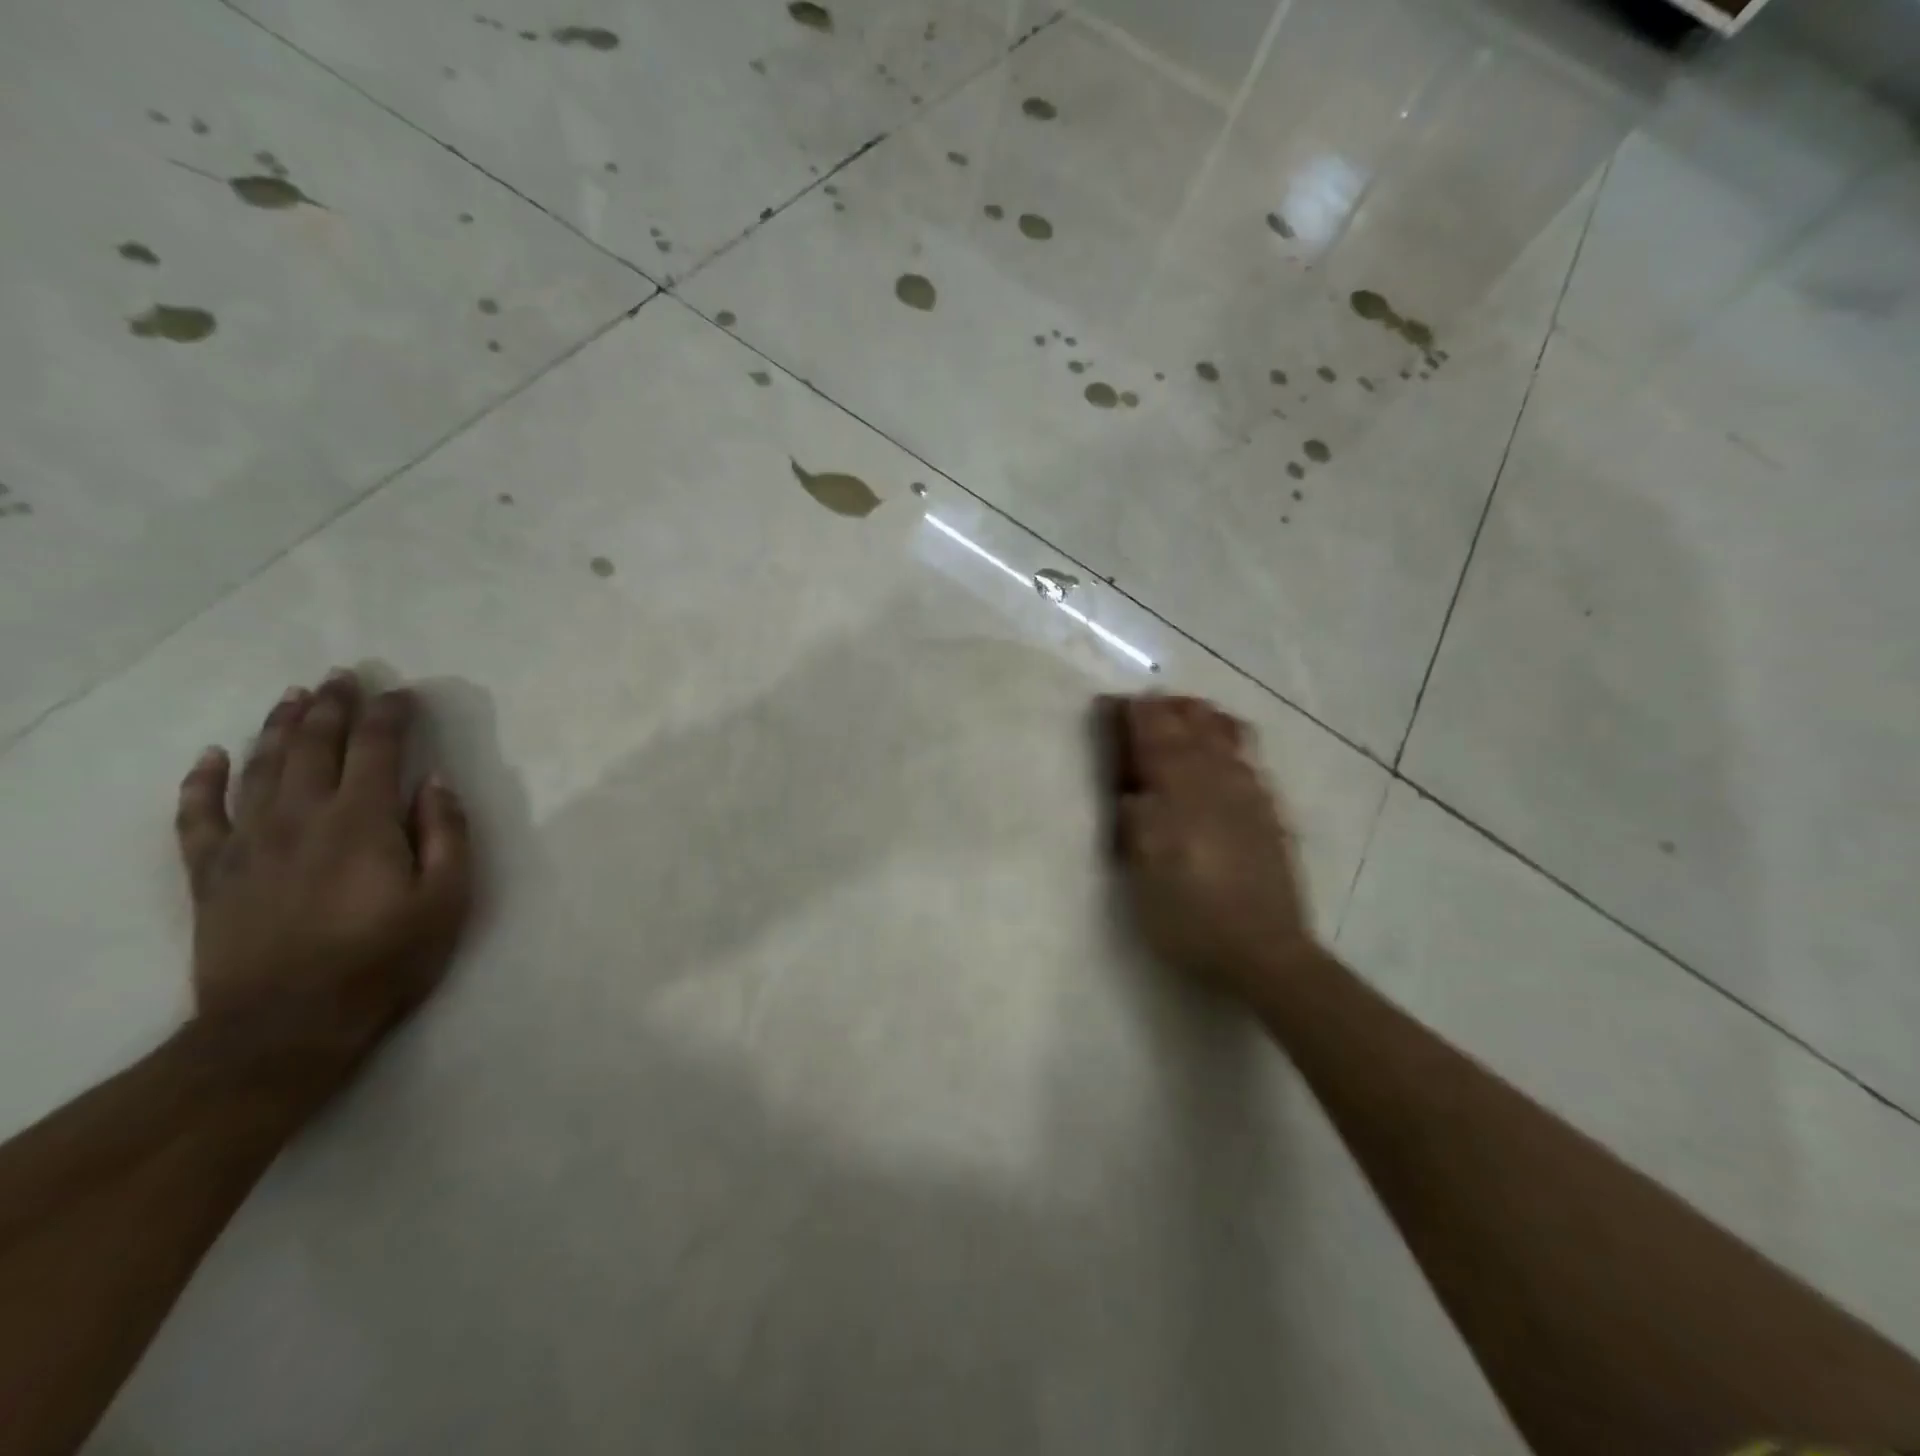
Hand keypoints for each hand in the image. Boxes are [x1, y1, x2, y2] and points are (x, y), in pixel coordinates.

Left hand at [174, 670, 474, 1075]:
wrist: (285, 1027)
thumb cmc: (384, 960)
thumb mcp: (446, 900)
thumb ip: (446, 835)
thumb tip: (436, 783)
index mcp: (362, 821)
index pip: (377, 748)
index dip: (390, 714)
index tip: (402, 693)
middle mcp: (301, 817)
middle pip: (314, 745)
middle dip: (332, 706)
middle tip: (343, 675)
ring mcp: (248, 843)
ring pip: (260, 767)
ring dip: (278, 727)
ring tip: (293, 696)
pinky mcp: (211, 874)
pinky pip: (198, 816)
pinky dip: (202, 782)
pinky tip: (212, 756)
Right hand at [1099, 694, 1317, 1008]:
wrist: (1263, 952)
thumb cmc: (1188, 916)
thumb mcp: (1142, 872)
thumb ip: (1135, 821)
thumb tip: (1131, 790)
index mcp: (1180, 792)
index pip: (1154, 735)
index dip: (1133, 715)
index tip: (1113, 702)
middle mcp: (1218, 780)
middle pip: (1194, 725)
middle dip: (1168, 708)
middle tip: (1145, 704)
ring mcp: (1251, 794)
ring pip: (1228, 734)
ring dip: (1202, 717)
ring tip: (1186, 713)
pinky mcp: (1271, 812)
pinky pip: (1250, 758)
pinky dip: (1231, 740)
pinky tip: (1225, 751)